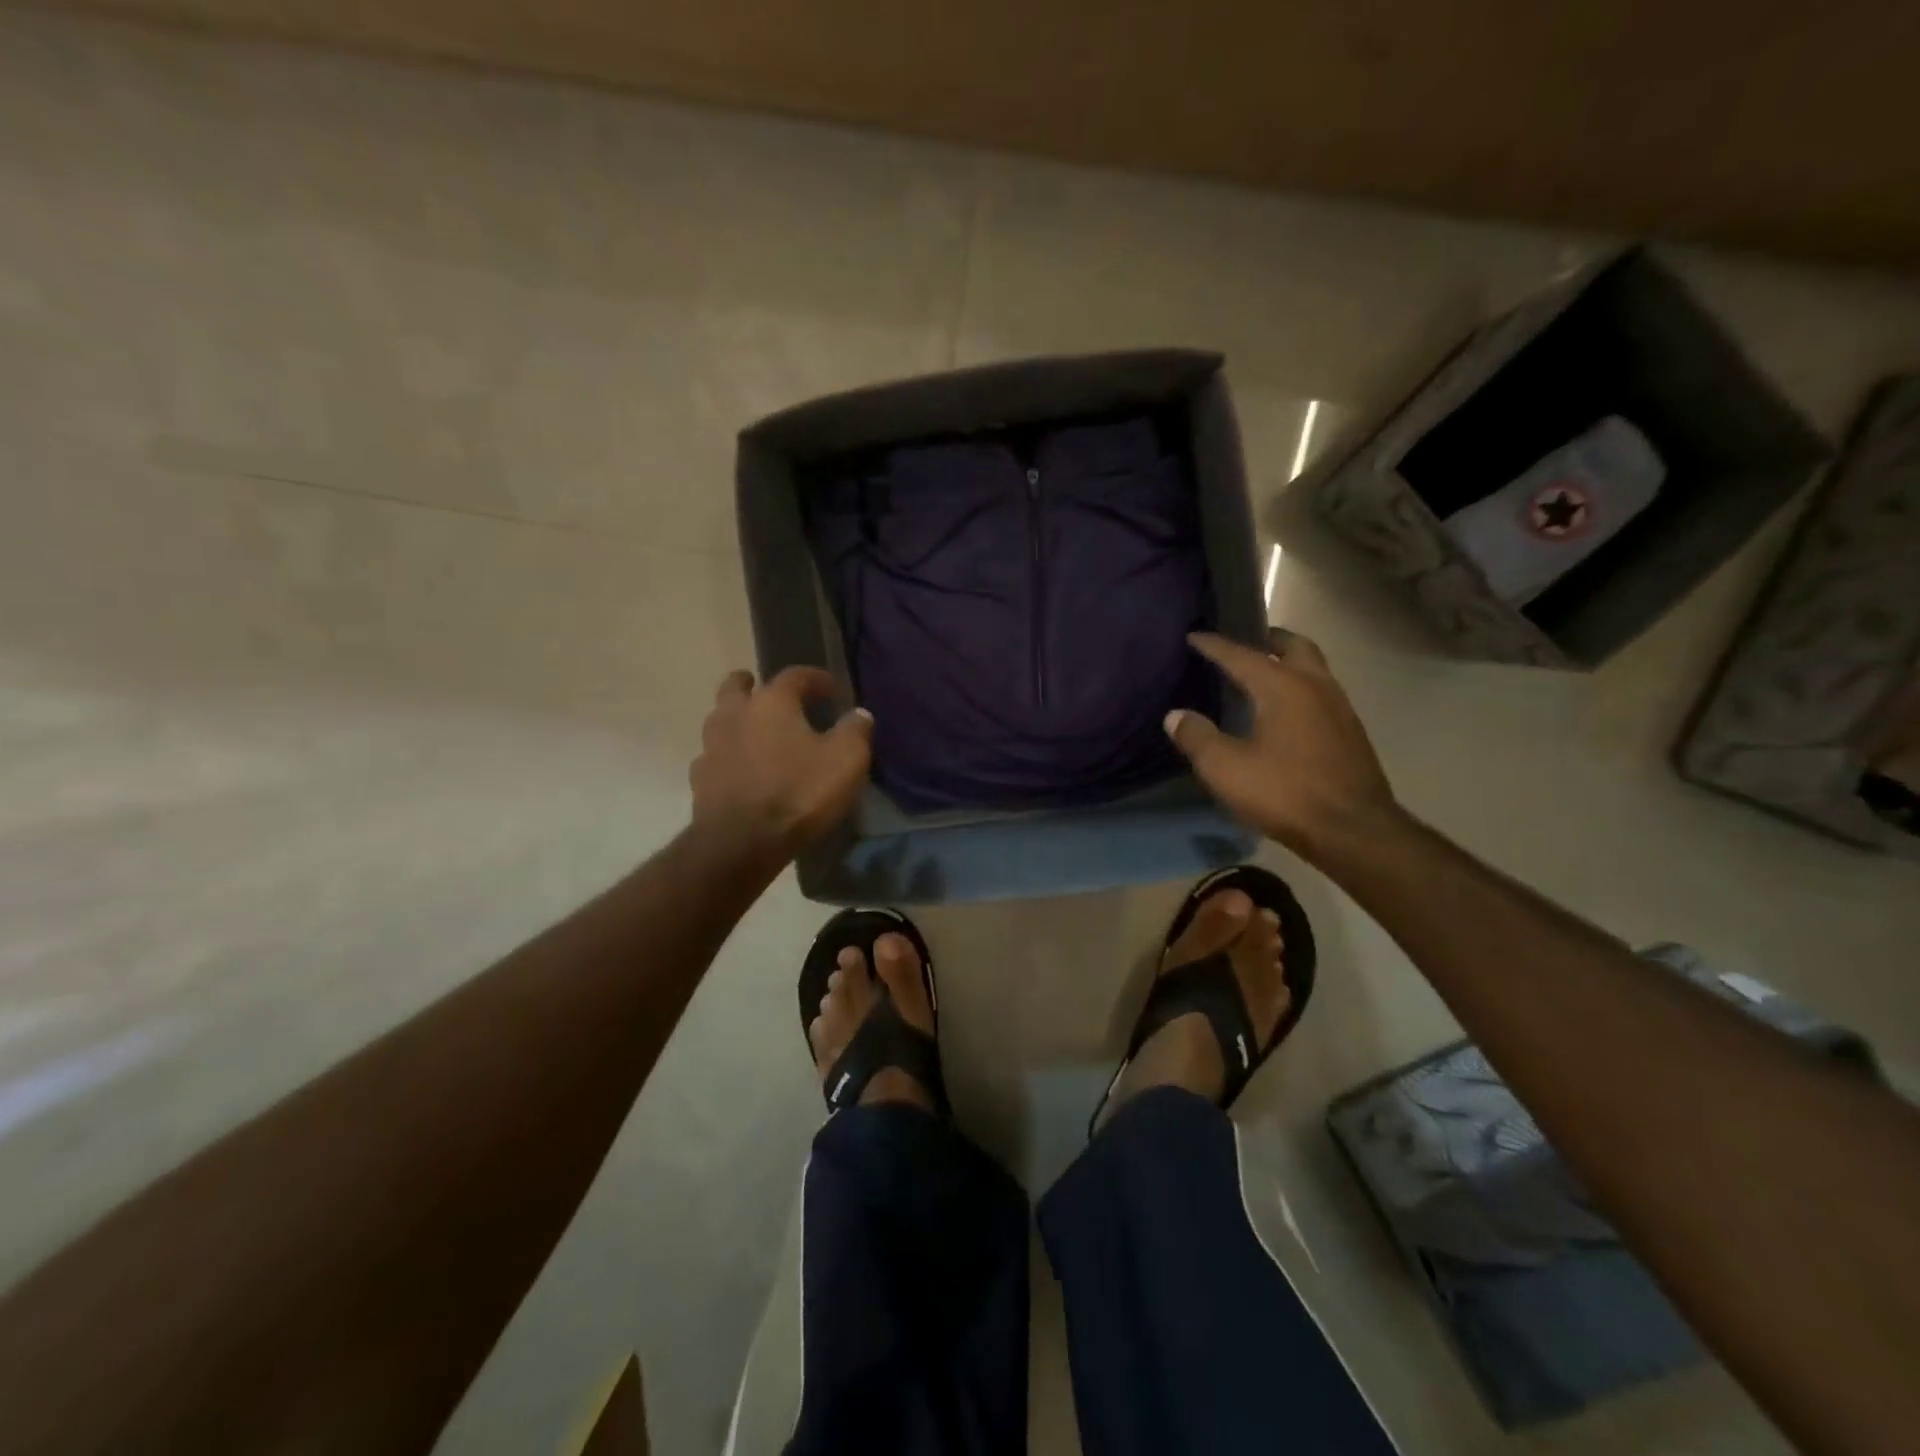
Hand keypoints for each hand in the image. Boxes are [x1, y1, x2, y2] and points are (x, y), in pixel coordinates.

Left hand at [689, 667, 872, 862]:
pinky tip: (744, 771)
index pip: (795, 675)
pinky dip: (730, 756)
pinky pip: (715, 755)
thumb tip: (859, 713)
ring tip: (760, 737)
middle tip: (775, 697)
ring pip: (721, 719)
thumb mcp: (845, 760)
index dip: (816, 678)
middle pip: (738, 685)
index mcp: (772, 702)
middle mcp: (735, 714)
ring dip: (739, 720)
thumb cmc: (799, 793)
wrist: (741, 843)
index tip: (833, 690)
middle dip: (755, 685)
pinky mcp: (700, 778)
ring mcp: (711, 746)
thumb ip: (855, 730)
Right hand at [1165, 629, 1397, 858]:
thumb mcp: (1225, 768)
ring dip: (1287, 663)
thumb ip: (1196, 737)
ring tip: (1261, 676)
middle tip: (1243, 643)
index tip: (1194, 636)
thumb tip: (1175, 716)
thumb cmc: (1284, 792)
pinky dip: (1299, 688)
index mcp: (1282, 686)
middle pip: (1293, 645)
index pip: (1242, 655)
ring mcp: (1339, 708)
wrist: (1353, 831)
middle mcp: (1315, 685)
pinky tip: (1284, 712)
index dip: (1214, 645)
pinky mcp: (1350, 732)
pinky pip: (1320, 693)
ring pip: (1312, 668)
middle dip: (1267, 639)